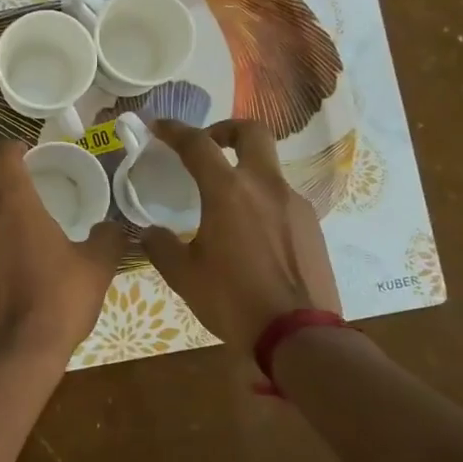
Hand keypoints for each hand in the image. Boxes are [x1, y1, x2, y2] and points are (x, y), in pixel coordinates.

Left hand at [0, 143, 126, 365]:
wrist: (11, 357)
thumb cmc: (57, 302)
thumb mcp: (96, 269)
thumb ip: (107, 238)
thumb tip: (113, 226)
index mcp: (13, 205)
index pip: (2, 157)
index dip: (13, 149)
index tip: (24, 152)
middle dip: (15, 207)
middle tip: (40, 227)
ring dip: (1, 235)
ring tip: (27, 260)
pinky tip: (11, 283)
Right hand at [139, 119, 342, 353]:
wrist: (299, 335)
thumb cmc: (233, 300)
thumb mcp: (184, 276)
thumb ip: (161, 246)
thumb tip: (150, 232)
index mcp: (228, 192)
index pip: (198, 145)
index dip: (175, 130)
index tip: (158, 126)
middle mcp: (265, 186)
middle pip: (251, 133)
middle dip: (226, 130)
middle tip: (209, 145)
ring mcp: (294, 204)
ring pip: (269, 168)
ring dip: (245, 171)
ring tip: (226, 204)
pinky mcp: (312, 226)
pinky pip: (282, 199)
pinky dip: (262, 201)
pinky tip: (251, 235)